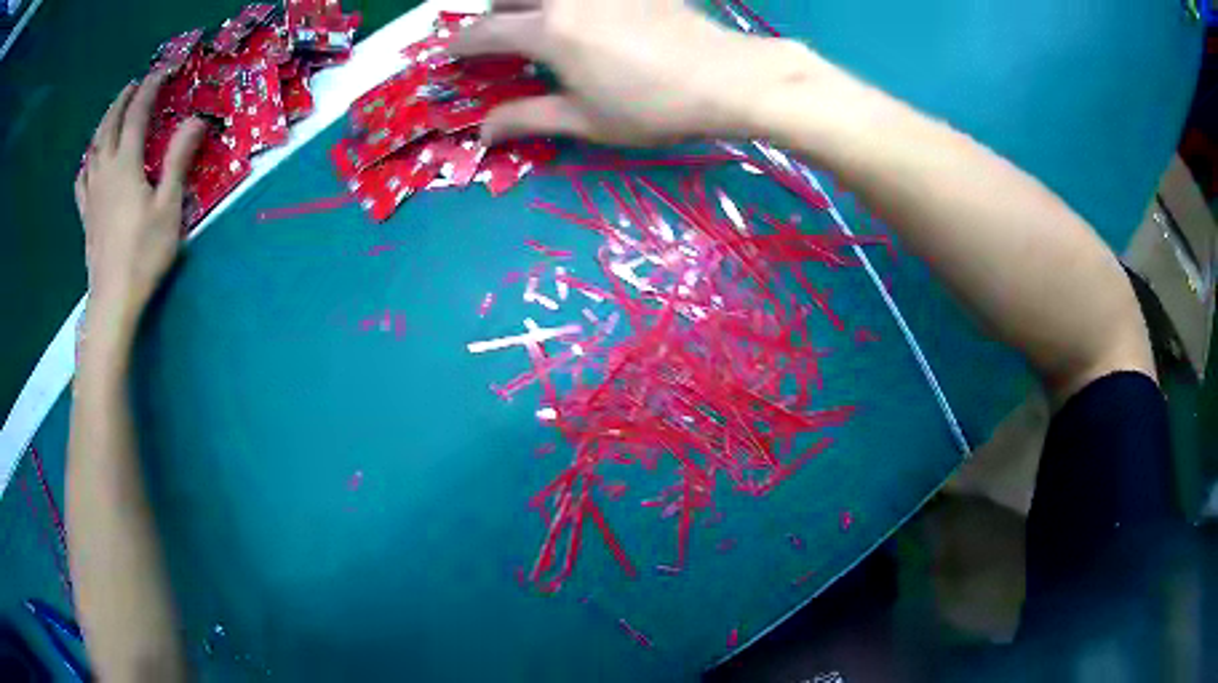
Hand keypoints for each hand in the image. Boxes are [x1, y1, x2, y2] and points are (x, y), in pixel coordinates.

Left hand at [76, 71, 204, 328]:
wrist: (113, 300)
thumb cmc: (143, 255)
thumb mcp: (168, 207)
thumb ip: (178, 160)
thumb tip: (196, 120)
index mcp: (125, 165)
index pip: (137, 114)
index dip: (150, 88)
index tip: (163, 71)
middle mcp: (105, 171)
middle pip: (109, 125)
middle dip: (122, 100)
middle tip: (134, 85)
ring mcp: (92, 194)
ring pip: (93, 148)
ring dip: (103, 124)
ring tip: (112, 113)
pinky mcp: (87, 216)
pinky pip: (82, 180)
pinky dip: (86, 163)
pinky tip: (89, 162)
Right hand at [451, 0, 822, 144]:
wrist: (726, 77)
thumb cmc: (652, 106)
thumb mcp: (586, 120)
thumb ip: (528, 118)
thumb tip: (483, 132)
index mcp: (549, 31)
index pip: (485, 33)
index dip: (460, 46)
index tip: (448, 56)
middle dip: (490, 15)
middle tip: (494, 39)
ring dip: (525, 2)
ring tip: (533, 22)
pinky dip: (567, 3)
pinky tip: (582, 17)